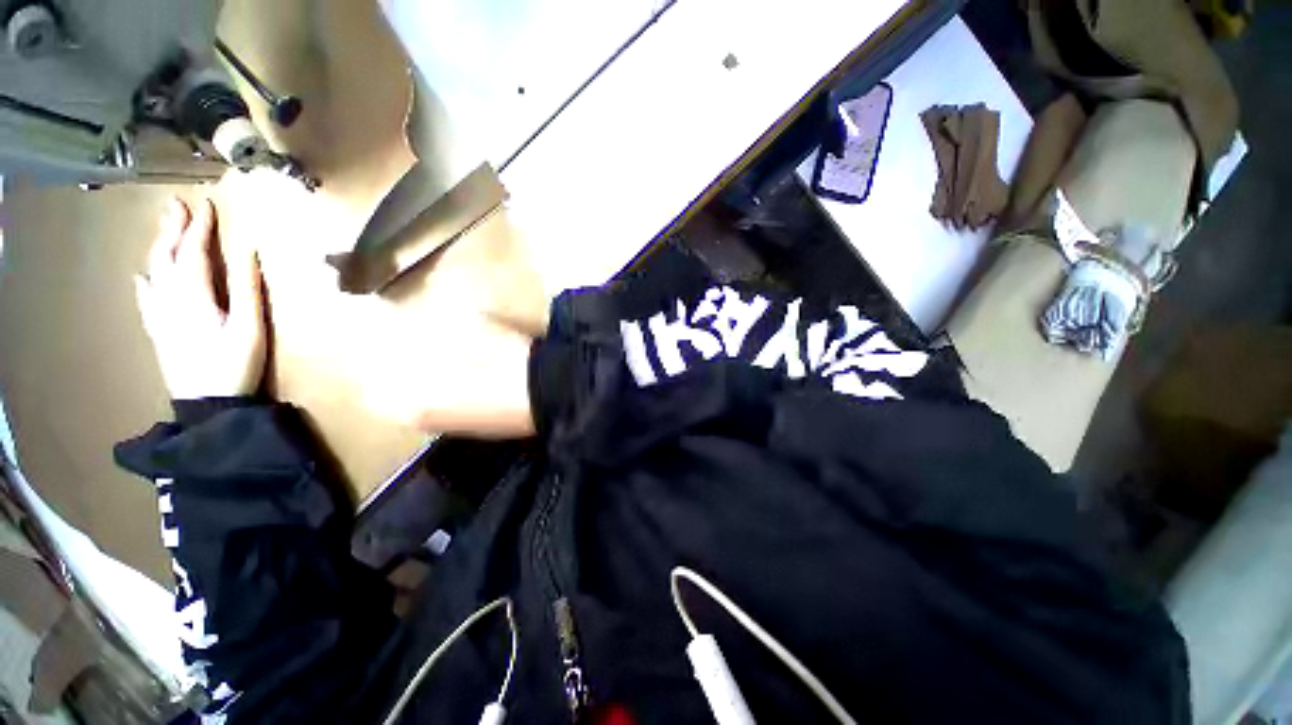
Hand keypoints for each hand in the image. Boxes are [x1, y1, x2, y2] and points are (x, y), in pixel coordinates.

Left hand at [135, 197, 266, 400]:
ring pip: (154, 272)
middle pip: (167, 257)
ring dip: (159, 247)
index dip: (200, 228)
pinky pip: (146, 298)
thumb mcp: (250, 329)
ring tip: (164, 229)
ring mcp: (160, 315)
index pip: (194, 252)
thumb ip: (248, 290)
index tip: (206, 204)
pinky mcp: (159, 330)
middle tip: (176, 205)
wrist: (207, 405)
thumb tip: (249, 253)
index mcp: (194, 296)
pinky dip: (145, 281)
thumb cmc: (235, 366)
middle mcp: (170, 299)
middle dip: (172, 230)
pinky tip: (142, 276)